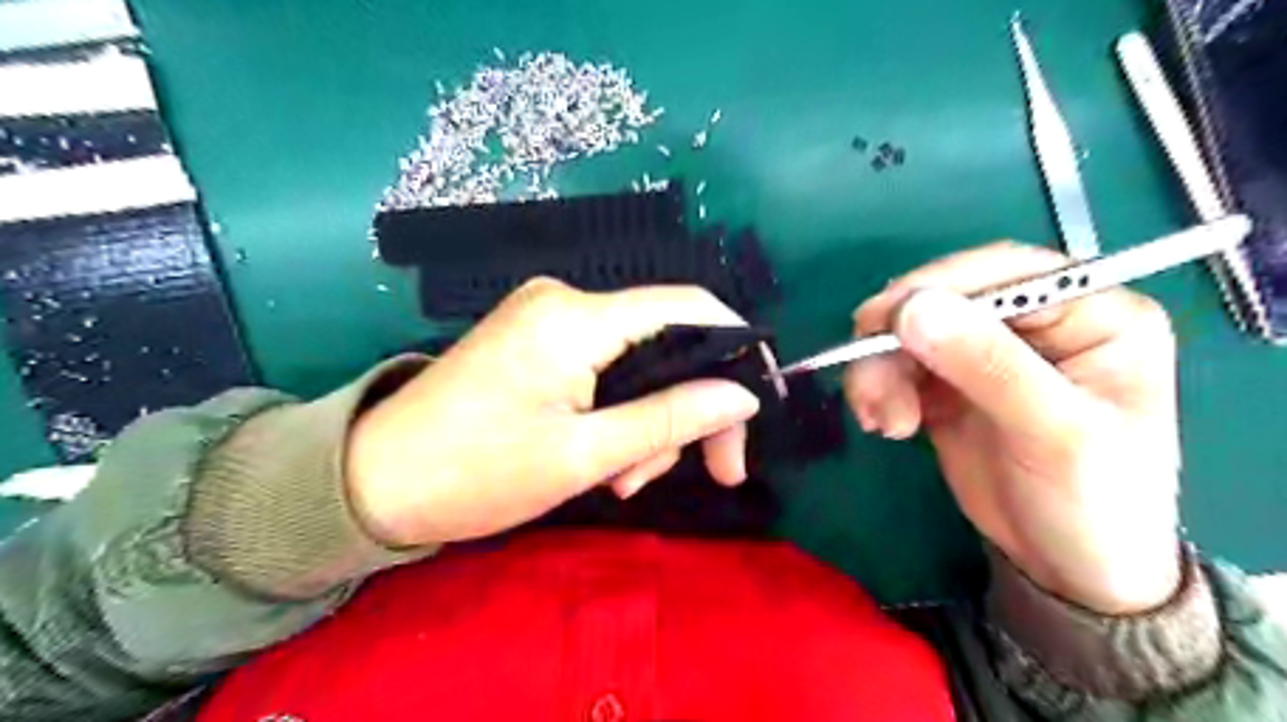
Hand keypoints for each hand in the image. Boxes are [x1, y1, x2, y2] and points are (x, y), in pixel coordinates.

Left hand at [347, 277, 757, 547]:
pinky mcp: (537, 341)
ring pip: (637, 362)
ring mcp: (548, 318)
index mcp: (575, 318)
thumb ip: (669, 420)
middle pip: (665, 341)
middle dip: (687, 407)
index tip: (752, 408)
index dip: (733, 347)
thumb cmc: (476, 473)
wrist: (374, 481)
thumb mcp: (584, 456)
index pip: (686, 306)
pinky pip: (603, 368)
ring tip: (622, 480)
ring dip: (647, 421)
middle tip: (705, 472)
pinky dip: (617, 412)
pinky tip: (603, 458)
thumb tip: (742, 397)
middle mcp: (565, 301)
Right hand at [848, 242, 1184, 614]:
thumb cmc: (1093, 503)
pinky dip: (879, 388)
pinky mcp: (949, 383)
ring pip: (912, 332)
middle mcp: (1037, 323)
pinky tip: (884, 423)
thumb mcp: (1053, 434)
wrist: (1068, 568)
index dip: (939, 287)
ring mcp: (987, 352)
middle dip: (897, 338)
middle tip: (866, 380)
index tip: (882, 320)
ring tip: (879, 419)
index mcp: (1092, 315)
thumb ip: (988, 366)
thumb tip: (914, 308)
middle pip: (947, 298)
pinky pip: (898, 366)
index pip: (1007, 272)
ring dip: (880, 369)